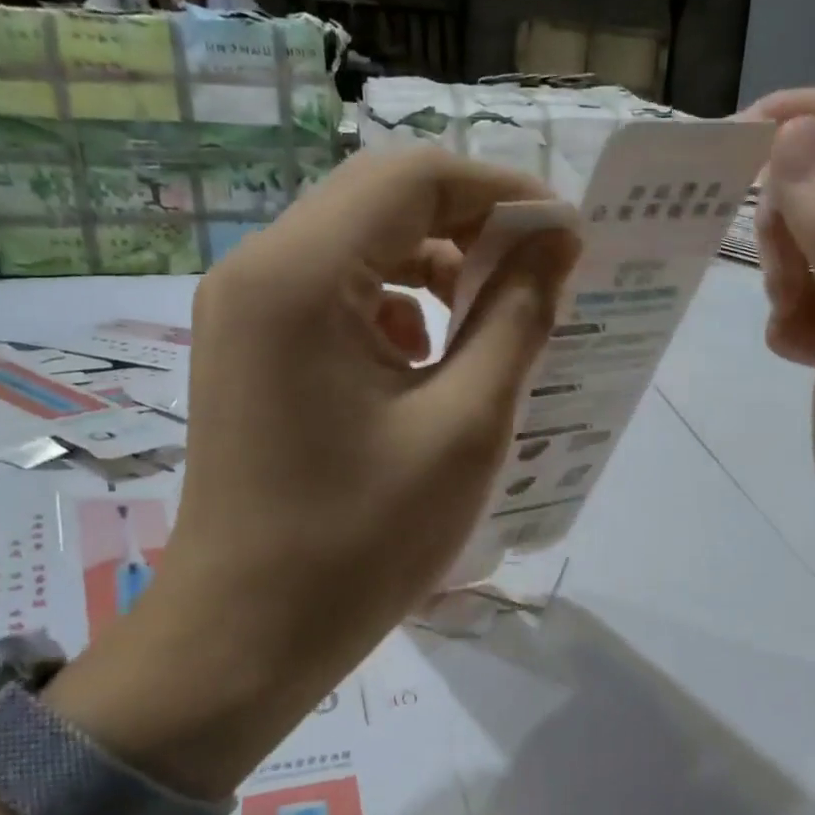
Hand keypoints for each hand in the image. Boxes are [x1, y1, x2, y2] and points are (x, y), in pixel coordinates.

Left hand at [158, 144, 577, 687]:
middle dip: (472, 227)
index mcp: (299, 276)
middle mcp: (258, 270)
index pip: (413, 177)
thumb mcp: (465, 425)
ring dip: (436, 267)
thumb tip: (557, 242)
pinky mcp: (252, 349)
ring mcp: (245, 310)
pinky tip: (428, 365)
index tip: (568, 237)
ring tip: (492, 322)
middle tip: (541, 275)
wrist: (247, 636)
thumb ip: (517, 317)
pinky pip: (336, 294)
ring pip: (360, 245)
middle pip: (381, 201)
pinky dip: (396, 307)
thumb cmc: (362, 540)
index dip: (503, 192)